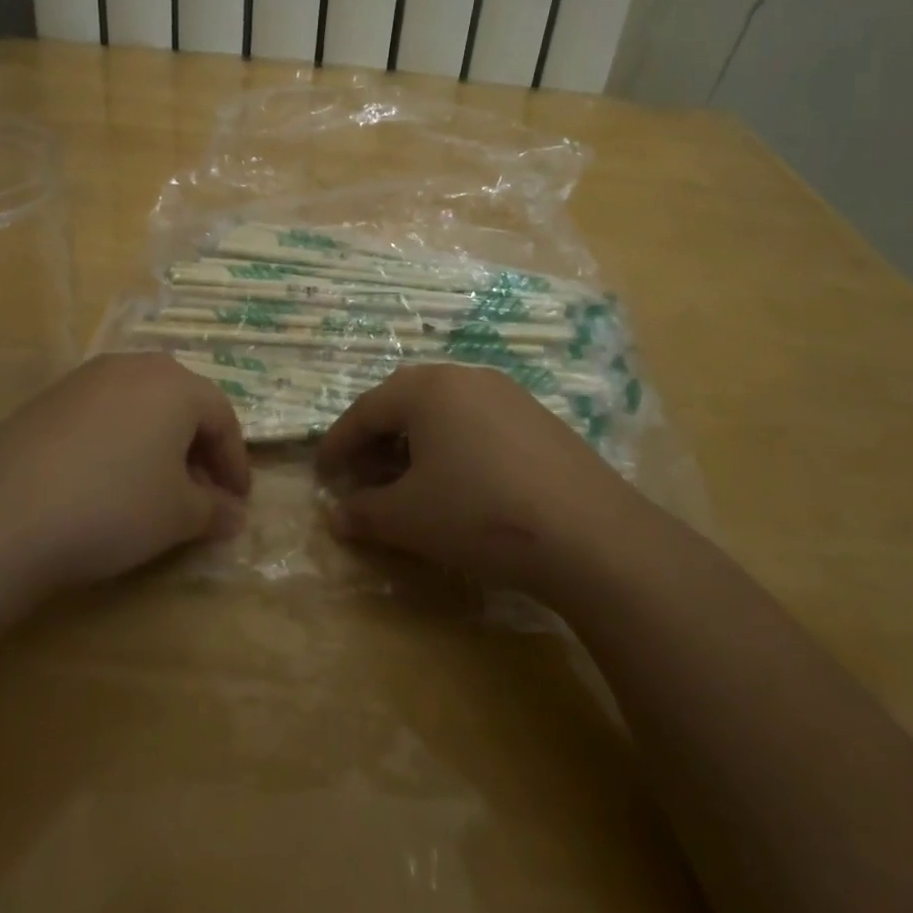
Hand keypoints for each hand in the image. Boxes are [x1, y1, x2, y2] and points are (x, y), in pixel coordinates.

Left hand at [0, 353, 250, 595]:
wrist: (1, 517)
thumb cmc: (113, 507)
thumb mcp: (178, 516)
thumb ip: (214, 510)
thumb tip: (234, 514)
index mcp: (175, 384)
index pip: (223, 419)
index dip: (235, 464)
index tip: (238, 503)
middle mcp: (134, 367)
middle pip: (182, 405)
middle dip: (198, 450)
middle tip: (201, 494)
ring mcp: (85, 379)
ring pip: (141, 407)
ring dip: (158, 445)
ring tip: (155, 489)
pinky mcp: (48, 399)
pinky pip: (103, 415)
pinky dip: (119, 443)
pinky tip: (106, 482)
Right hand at [316, 363, 645, 597]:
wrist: (589, 534)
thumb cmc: (479, 514)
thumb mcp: (408, 518)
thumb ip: (363, 513)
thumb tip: (335, 515)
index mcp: (427, 389)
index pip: (366, 410)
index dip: (338, 443)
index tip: (322, 473)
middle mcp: (467, 377)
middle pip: (405, 402)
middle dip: (377, 439)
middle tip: (364, 476)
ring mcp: (509, 395)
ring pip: (445, 411)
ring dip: (416, 442)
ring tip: (410, 481)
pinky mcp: (540, 419)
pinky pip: (479, 423)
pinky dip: (455, 446)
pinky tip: (462, 482)